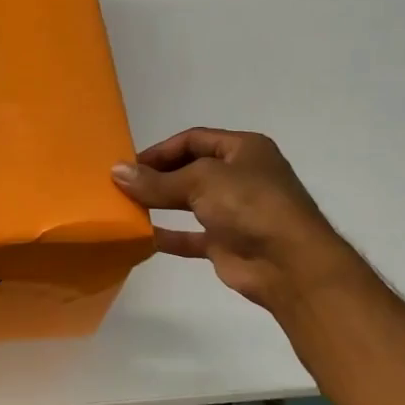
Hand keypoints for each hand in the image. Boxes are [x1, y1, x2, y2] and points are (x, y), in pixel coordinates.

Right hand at [110, 128, 353, 311]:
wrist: (289, 264)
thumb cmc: (249, 205)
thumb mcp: (200, 181)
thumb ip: (156, 180)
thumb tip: (116, 172)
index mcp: (243, 149)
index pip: (193, 140)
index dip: (160, 150)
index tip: (128, 165)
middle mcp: (240, 176)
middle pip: (190, 169)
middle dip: (157, 176)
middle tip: (122, 185)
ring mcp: (234, 211)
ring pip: (189, 201)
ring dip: (159, 203)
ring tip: (126, 207)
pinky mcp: (227, 242)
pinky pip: (190, 235)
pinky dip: (168, 235)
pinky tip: (141, 236)